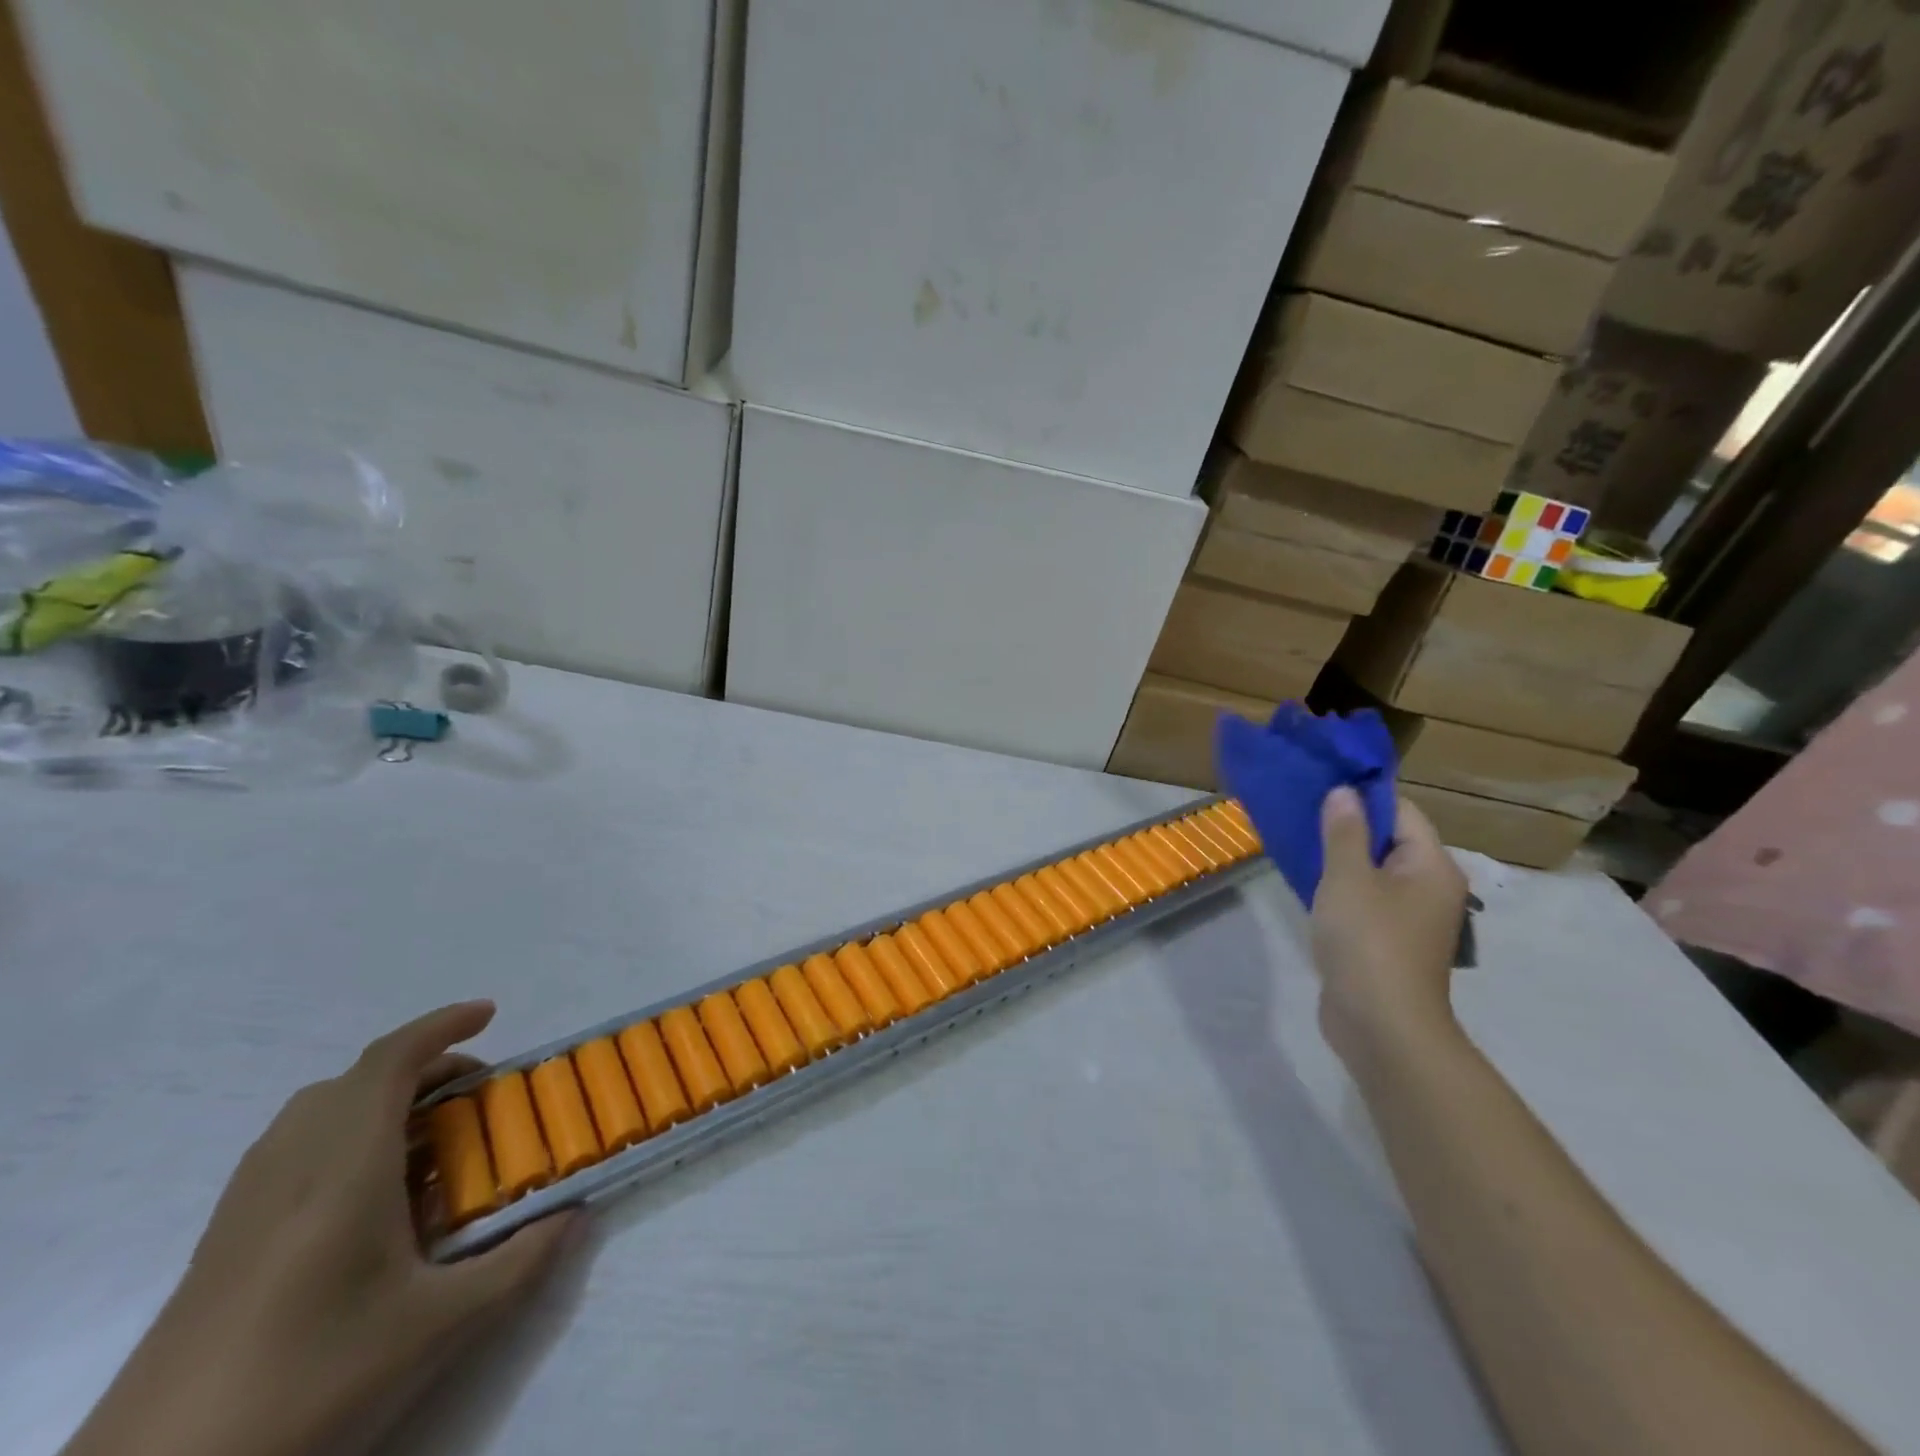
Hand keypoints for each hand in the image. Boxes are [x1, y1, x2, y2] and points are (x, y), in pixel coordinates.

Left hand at [64, 1003, 577, 1455]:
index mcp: (343, 1169)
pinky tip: (370, 1200)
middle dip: (423, 1069)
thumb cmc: (311, 1384)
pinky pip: (291, 1152)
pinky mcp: (217, 1247)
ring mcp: (244, 1209)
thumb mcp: (439, 1328)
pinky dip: (344, 1138)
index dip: (441, 1025)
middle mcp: (289, 1170)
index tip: (489, 1012)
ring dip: (380, 1101)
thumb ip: (519, 1262)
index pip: (389, 1063)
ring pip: (316, 1113)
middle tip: (474, 1097)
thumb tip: (574, 1214)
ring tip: (428, 1142)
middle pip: (355, 1082)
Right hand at [1309, 788, 1468, 1073]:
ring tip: (1299, 843)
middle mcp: (1431, 887)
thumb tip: (1344, 792)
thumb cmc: (1368, 942)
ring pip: (1375, 872)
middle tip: (1301, 813)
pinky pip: (1367, 900)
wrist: (1381, 1026)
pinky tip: (1310, 885)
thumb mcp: (1348, 877)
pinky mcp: (1390, 942)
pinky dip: (1342, 888)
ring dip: (1341, 858)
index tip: (1319, 786)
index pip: (1401, 811)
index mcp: (1432, 866)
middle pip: (1389, 840)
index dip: (1362, 796)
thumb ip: (1344, 831)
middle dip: (1346, 827)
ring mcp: (1412, 918)